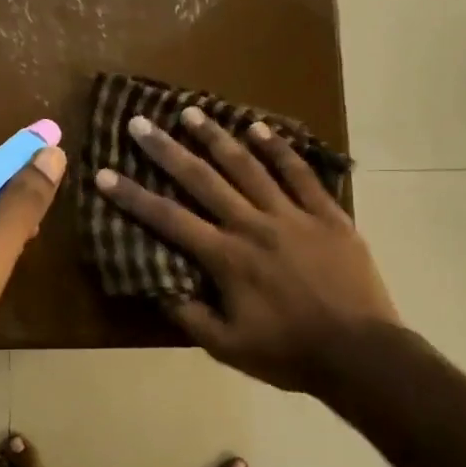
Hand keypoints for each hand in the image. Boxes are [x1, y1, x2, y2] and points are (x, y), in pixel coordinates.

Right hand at [93, 107, 399, 392]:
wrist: (361, 355)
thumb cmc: (289, 353)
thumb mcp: (228, 347)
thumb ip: (189, 314)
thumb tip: (156, 285)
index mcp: (226, 257)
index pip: (168, 219)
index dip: (133, 196)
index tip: (104, 173)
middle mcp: (252, 225)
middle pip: (202, 179)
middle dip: (166, 150)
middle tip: (140, 122)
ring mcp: (292, 215)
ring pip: (248, 166)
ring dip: (217, 137)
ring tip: (192, 111)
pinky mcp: (326, 214)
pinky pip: (299, 173)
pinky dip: (278, 149)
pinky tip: (258, 127)